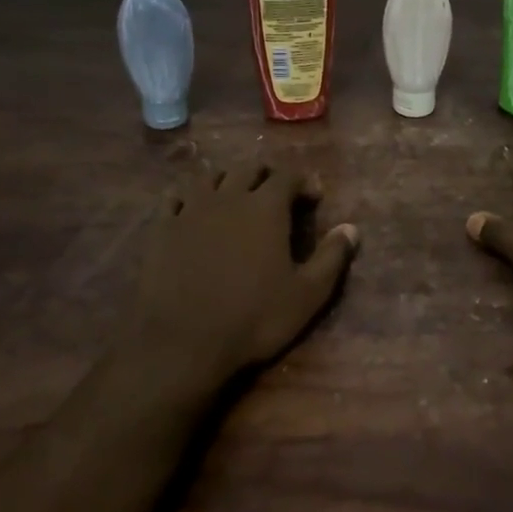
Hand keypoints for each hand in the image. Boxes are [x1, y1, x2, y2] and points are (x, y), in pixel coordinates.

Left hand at [126, 157, 358, 404]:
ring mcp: (190, 209)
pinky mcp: (161, 228)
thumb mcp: (307, 295)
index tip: (313, 197)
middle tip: (275, 193)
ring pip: (210, 178)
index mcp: (266, 208)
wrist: (181, 342)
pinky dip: (189, 197)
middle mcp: (228, 197)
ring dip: (227, 180)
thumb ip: (332, 257)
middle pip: (248, 169)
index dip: (303, 181)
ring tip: (235, 197)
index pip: (287, 176)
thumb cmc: (253, 318)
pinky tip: (192, 210)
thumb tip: (351, 228)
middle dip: (266, 175)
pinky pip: (175, 198)